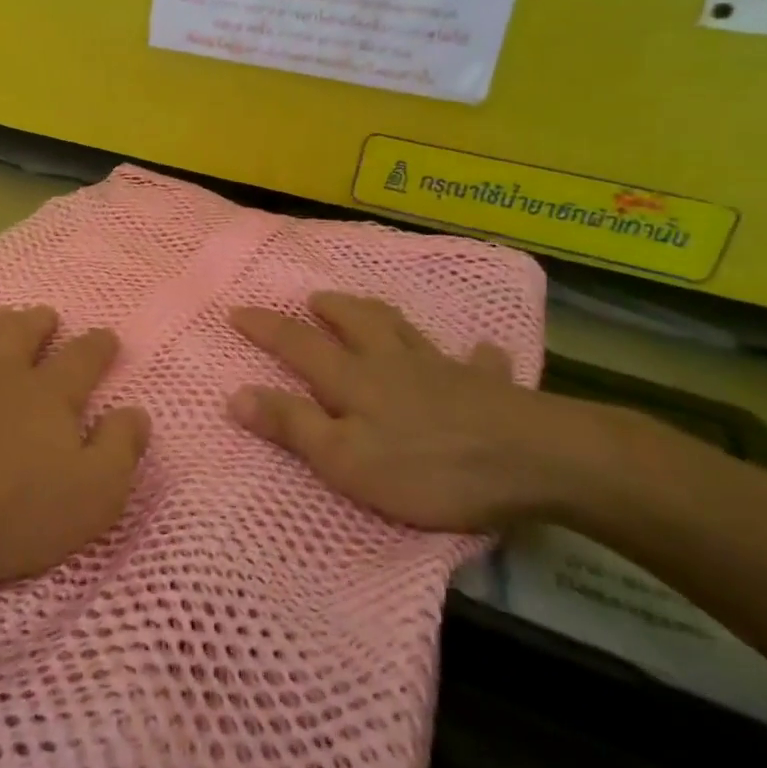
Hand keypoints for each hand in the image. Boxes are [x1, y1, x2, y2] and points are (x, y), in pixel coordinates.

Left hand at [0, 306, 149, 585]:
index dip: (99, 346)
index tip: (107, 336)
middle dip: (40, 322)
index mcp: (50, 395)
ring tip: (5, 315)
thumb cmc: (9, 508)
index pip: (83, 359)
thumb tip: (135, 412)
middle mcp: (2, 374)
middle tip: (47, 314)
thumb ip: (120, 449)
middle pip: (25, 334)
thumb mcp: (91, 494)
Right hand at [229, 291, 577, 532]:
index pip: (297, 344)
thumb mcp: (345, 458)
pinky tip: (481, 352)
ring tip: (366, 307)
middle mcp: (392, 362)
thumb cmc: (428, 468)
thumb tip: (235, 394)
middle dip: (328, 308)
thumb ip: (292, 425)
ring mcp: (442, 370)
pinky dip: (474, 355)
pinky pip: (479, 362)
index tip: (236, 310)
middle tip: (311, 299)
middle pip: (355, 322)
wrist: (532, 461)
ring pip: (404, 329)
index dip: (265, 327)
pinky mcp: (488, 387)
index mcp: (353, 379)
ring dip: (378, 314)